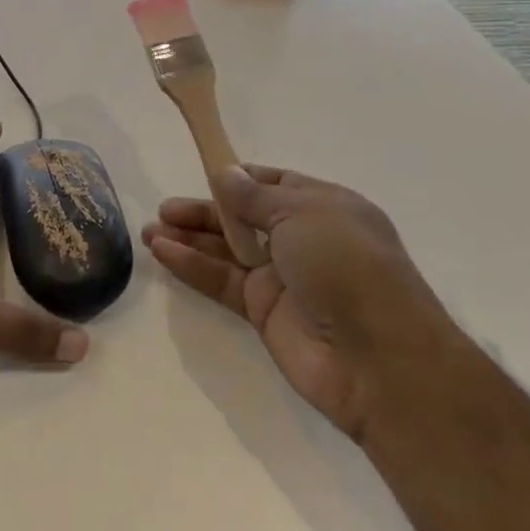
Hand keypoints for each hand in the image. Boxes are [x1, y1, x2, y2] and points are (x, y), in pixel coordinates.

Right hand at [142, 165, 451, 440]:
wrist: (379, 360)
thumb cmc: (346, 265)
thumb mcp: (301, 213)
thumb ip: (254, 196)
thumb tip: (225, 173)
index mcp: (323, 206)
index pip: (274, 183)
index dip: (238, 178)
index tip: (203, 171)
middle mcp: (303, 239)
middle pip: (244, 216)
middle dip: (205, 210)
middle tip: (165, 208)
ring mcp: (283, 277)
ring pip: (228, 250)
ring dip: (191, 238)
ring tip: (150, 229)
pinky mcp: (264, 312)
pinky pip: (222, 280)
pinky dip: (192, 265)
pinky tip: (162, 251)